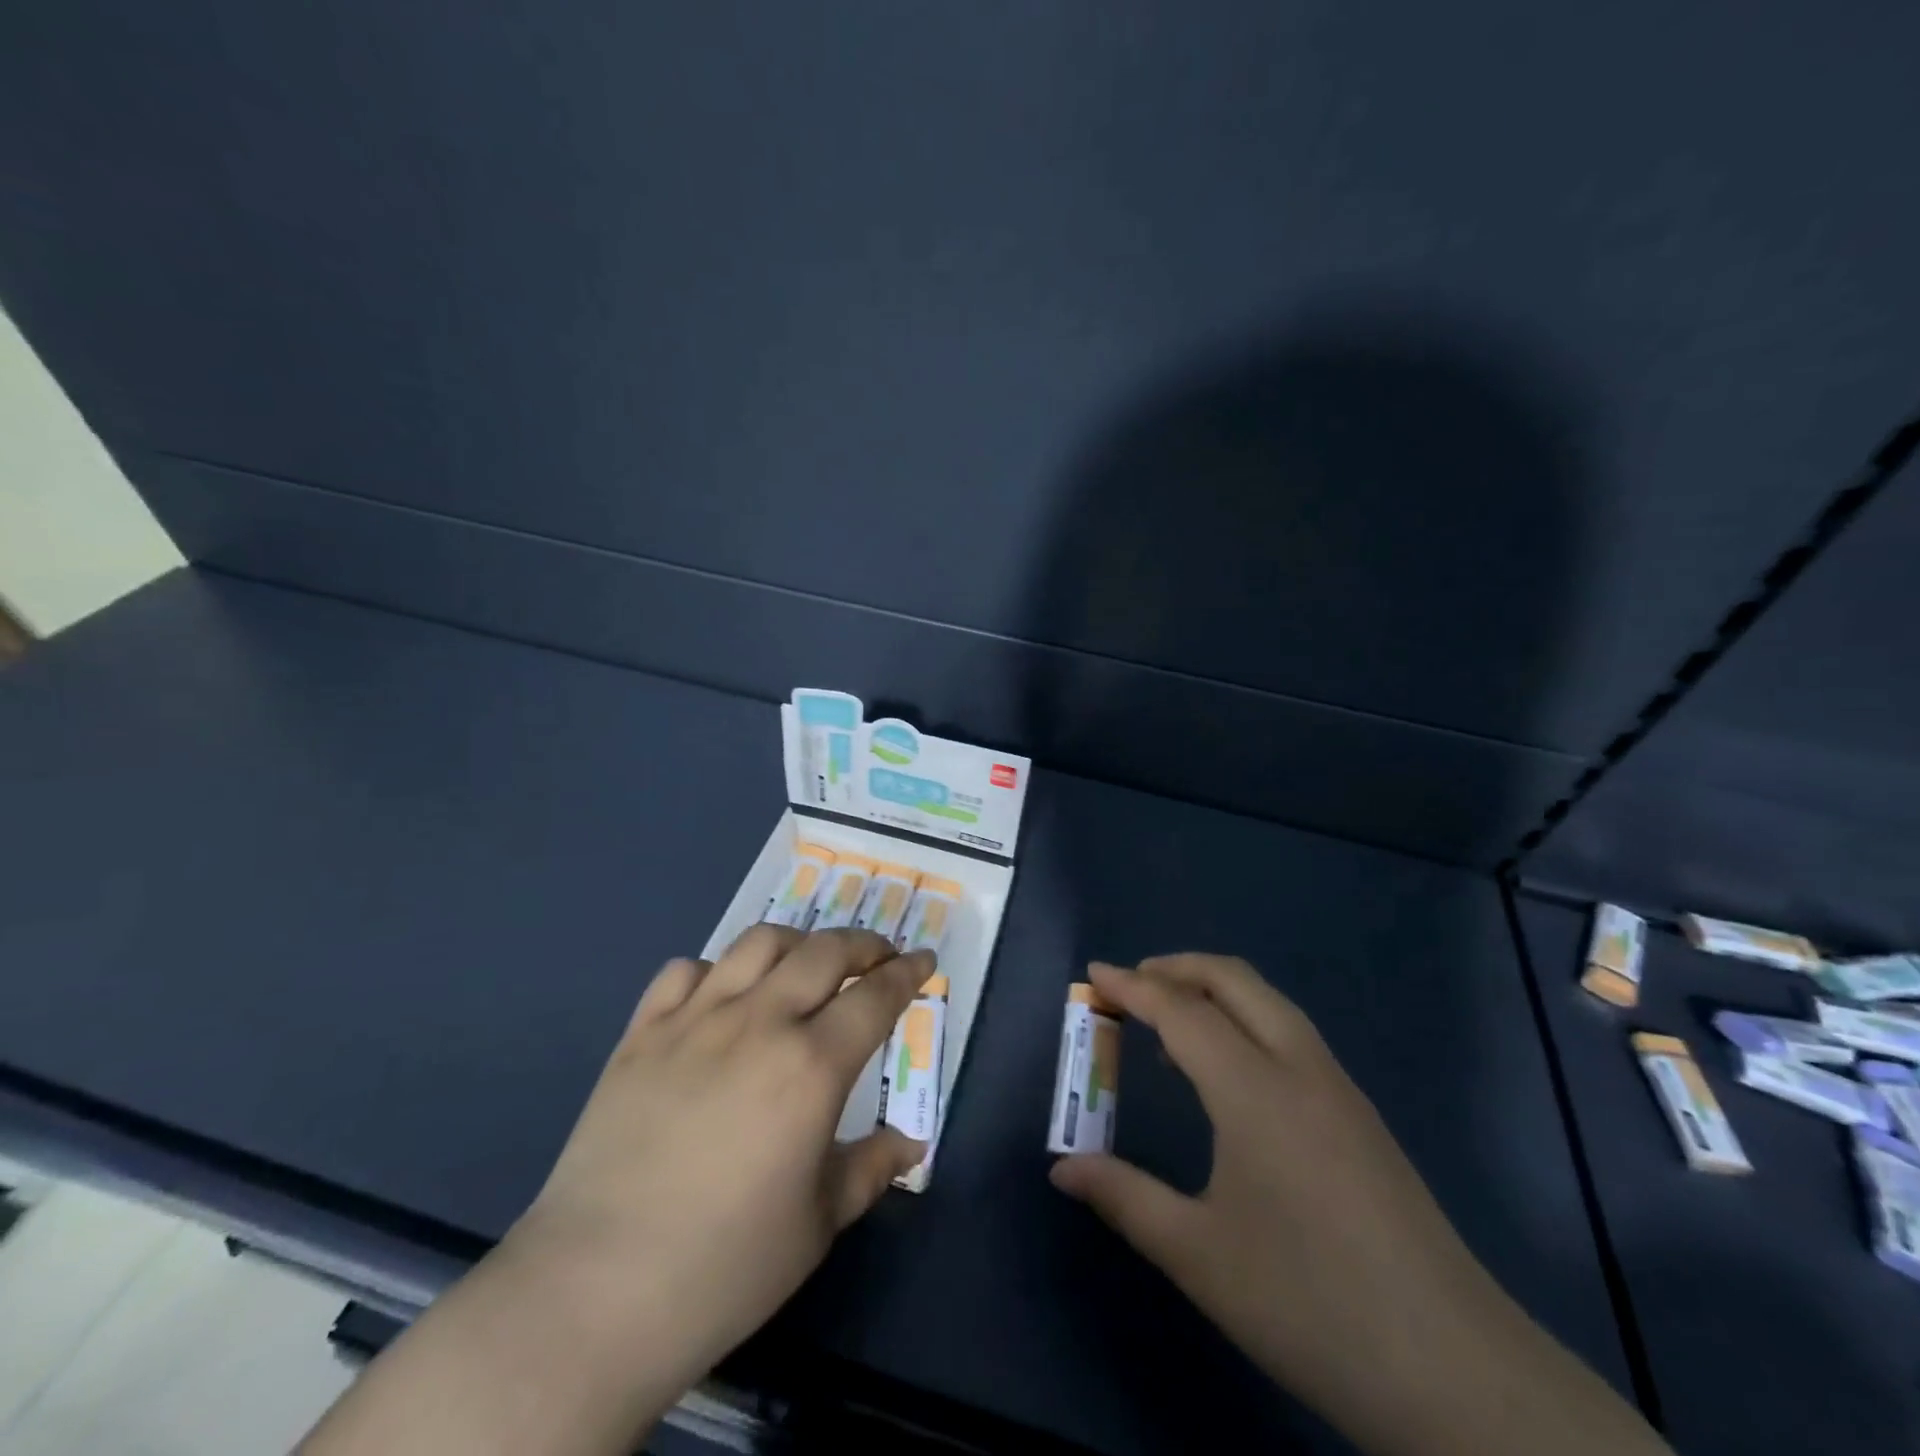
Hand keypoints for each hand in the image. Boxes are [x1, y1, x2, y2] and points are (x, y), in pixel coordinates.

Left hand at [302, 926, 932, 1455]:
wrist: (595, 1291)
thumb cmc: (725, 1264)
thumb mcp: (819, 1223)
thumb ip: (871, 1168)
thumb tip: (910, 1144)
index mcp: (811, 1065)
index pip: (876, 996)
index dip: (908, 972)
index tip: (925, 961)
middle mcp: (759, 1023)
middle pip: (824, 951)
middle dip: (863, 944)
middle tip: (879, 956)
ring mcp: (695, 1020)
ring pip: (757, 944)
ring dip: (796, 942)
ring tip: (807, 962)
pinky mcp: (642, 1033)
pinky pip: (684, 971)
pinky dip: (714, 970)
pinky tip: (722, 996)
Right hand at [1050, 956, 1665, 1455]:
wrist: (1456, 1371)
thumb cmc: (1308, 1302)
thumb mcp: (1197, 1254)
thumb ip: (1123, 1197)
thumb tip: (1062, 1167)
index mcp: (1253, 1088)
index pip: (1180, 1010)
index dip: (1132, 986)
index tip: (1093, 972)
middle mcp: (1298, 1067)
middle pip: (1233, 979)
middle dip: (1177, 968)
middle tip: (1130, 985)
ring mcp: (1338, 1087)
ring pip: (1269, 1002)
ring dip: (1215, 991)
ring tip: (1172, 1024)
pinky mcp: (1361, 1115)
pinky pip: (1290, 1034)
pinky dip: (1246, 1020)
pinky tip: (1230, 1074)